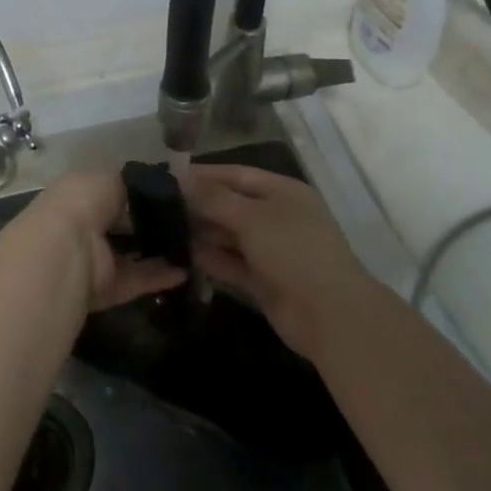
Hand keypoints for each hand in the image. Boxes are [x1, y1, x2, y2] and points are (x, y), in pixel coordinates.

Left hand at [20, 170, 187, 311]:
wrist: (64, 252)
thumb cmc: (83, 202)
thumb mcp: (109, 177)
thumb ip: (132, 181)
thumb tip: (155, 183)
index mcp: (80, 194)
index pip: (114, 191)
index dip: (142, 192)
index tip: (174, 193)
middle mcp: (85, 225)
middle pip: (126, 223)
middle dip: (154, 222)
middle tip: (189, 220)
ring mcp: (94, 259)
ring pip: (132, 253)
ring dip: (160, 250)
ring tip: (193, 245)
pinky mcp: (105, 288)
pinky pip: (136, 279)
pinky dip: (159, 276)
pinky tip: (185, 271)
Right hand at [180, 163, 375, 358]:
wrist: (330, 316)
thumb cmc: (293, 251)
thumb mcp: (252, 217)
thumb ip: (214, 198)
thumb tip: (181, 177)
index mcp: (282, 192)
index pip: (237, 175)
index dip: (204, 174)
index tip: (168, 176)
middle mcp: (277, 217)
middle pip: (232, 205)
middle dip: (199, 205)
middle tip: (159, 206)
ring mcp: (272, 250)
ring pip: (230, 236)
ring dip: (202, 233)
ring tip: (164, 229)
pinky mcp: (264, 280)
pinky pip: (232, 264)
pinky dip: (211, 260)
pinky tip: (182, 256)